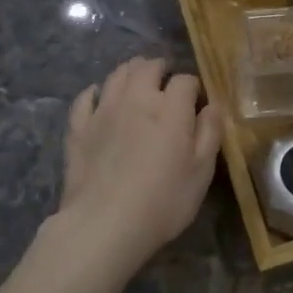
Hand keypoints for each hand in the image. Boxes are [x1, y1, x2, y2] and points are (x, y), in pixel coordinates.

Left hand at [58, 57, 224, 275]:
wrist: (104, 224)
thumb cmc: (163, 201)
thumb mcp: (201, 172)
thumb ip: (210, 133)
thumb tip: (214, 105)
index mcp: (170, 109)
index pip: (185, 80)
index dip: (193, 87)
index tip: (196, 101)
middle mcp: (136, 99)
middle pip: (147, 67)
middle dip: (160, 68)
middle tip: (166, 80)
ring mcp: (103, 111)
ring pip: (117, 75)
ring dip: (131, 71)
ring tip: (138, 79)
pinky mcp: (79, 128)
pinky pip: (86, 98)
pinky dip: (96, 92)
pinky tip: (99, 97)